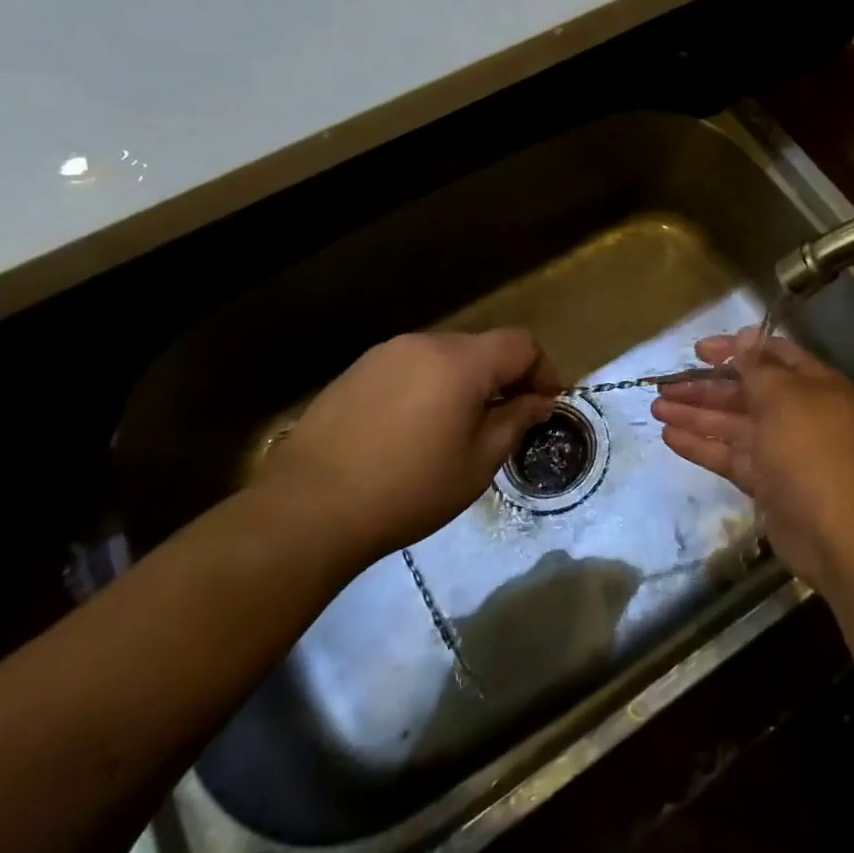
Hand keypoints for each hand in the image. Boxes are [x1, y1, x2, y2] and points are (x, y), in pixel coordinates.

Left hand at [261, 329, 561, 562]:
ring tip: (458, 428)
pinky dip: (429, 387)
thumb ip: (515, 422)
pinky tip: (414, 429)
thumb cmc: (407, 490)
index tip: (545, 406)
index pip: (521, 344)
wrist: (307, 508)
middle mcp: (425, 344)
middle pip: (483, 347)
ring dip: (465, 382)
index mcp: (461, 362)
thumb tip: (539, 401)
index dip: (543, 371)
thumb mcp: (476, 464)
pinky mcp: (357, 371)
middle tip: (506, 421)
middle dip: (504, 378)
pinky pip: (411, 368)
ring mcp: (386, 354)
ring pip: (446, 357)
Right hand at [651, 328, 853, 592]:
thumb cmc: (812, 450)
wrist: (838, 534)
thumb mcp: (785, 397)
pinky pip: (730, 455)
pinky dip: (702, 446)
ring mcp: (782, 450)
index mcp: (814, 385)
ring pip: (733, 424)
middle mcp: (799, 413)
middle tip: (664, 386)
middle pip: (746, 392)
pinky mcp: (767, 482)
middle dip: (705, 387)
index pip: (772, 355)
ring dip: (696, 415)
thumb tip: (746, 334)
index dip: (736, 349)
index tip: (698, 351)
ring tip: (656, 409)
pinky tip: (669, 437)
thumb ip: (759, 366)